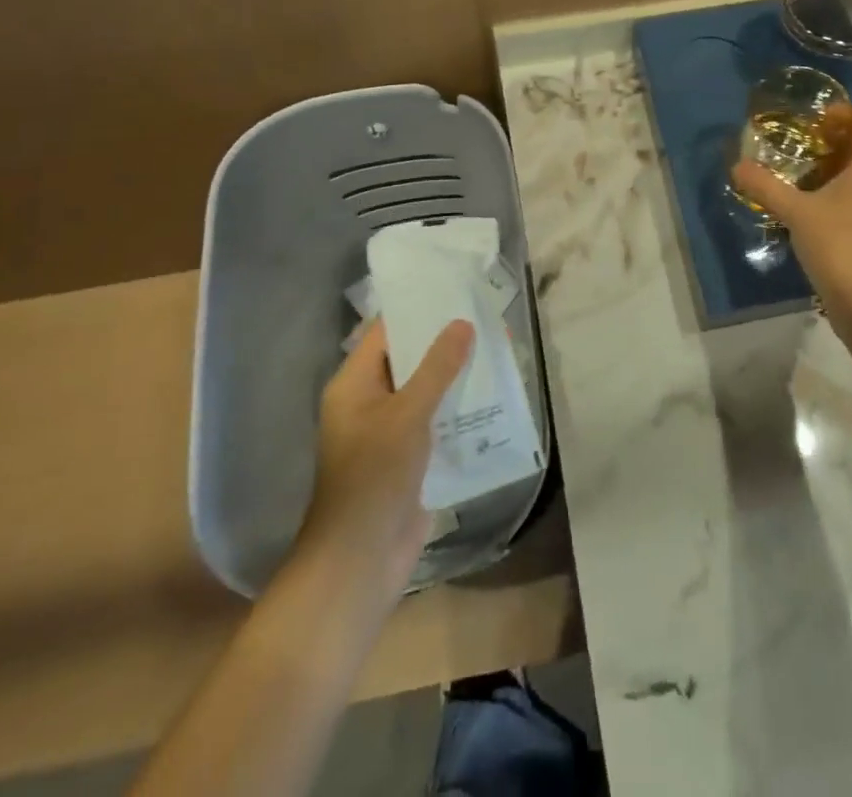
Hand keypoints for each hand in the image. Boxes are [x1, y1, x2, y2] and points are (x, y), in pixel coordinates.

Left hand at [296, 318, 474, 608]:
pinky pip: (437, 423)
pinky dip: (460, 410)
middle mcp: (369, 403)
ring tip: (497, 350)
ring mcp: (389, 433)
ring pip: (427, 392)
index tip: (453, 291)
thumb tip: (463, 323)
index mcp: (354, 385)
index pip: (385, 333)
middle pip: (409, 361)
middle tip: (485, 317)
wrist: (362, 560)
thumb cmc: (374, 476)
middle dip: (445, 343)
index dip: (417, 311)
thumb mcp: (407, 414)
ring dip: (457, 376)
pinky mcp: (410, 459)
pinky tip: (494, 397)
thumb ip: (437, 368)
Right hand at [732, 106, 851, 323]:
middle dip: (837, 147)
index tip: (815, 121)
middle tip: (803, 153)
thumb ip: (766, 186)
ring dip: (844, 176)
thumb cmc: (839, 245)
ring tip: (809, 186)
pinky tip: (824, 218)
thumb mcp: (795, 212)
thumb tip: (738, 166)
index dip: (843, 114)